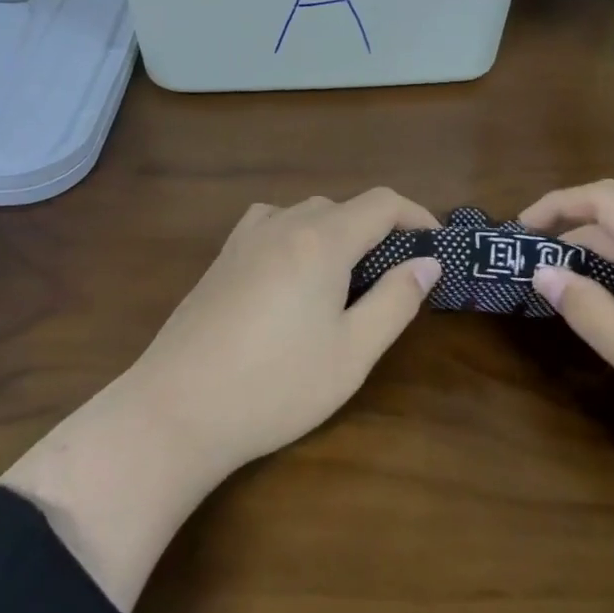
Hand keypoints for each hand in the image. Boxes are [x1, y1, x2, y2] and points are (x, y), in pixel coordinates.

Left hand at [0, 189, 439, 611]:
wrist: (176, 409)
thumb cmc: (275, 386)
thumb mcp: (352, 353)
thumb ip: (395, 301)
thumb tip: (427, 263)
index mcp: (321, 240)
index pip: (381, 203)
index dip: (416, 215)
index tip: (437, 245)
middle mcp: (283, 225)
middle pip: (343, 206)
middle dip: (378, 231)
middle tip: (394, 278)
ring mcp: (245, 239)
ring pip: (305, 213)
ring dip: (336, 231)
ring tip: (346, 278)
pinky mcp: (221, 259)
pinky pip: (270, 224)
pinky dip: (297, 234)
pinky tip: (292, 273)